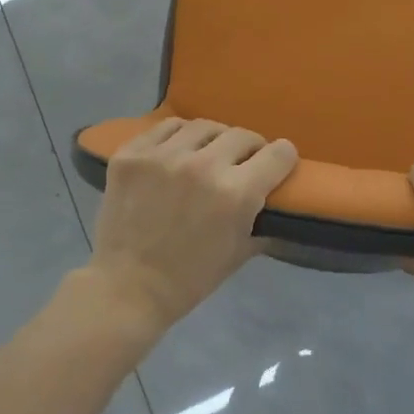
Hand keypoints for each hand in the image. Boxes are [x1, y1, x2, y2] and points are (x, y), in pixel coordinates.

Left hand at [88, 117, 298, 332]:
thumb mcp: (241, 252)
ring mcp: (163, 156)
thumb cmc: (191, 278)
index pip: (278, 153)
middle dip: (250, 149)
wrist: (129, 287)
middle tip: (242, 163)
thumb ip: (262, 219)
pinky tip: (176, 152)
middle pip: (243, 135)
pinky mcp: (132, 154)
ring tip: (208, 153)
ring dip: (214, 140)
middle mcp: (202, 166)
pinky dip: (177, 137)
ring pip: (204, 127)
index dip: (283, 158)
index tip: (278, 163)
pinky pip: (165, 127)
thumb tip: (278, 199)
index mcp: (235, 193)